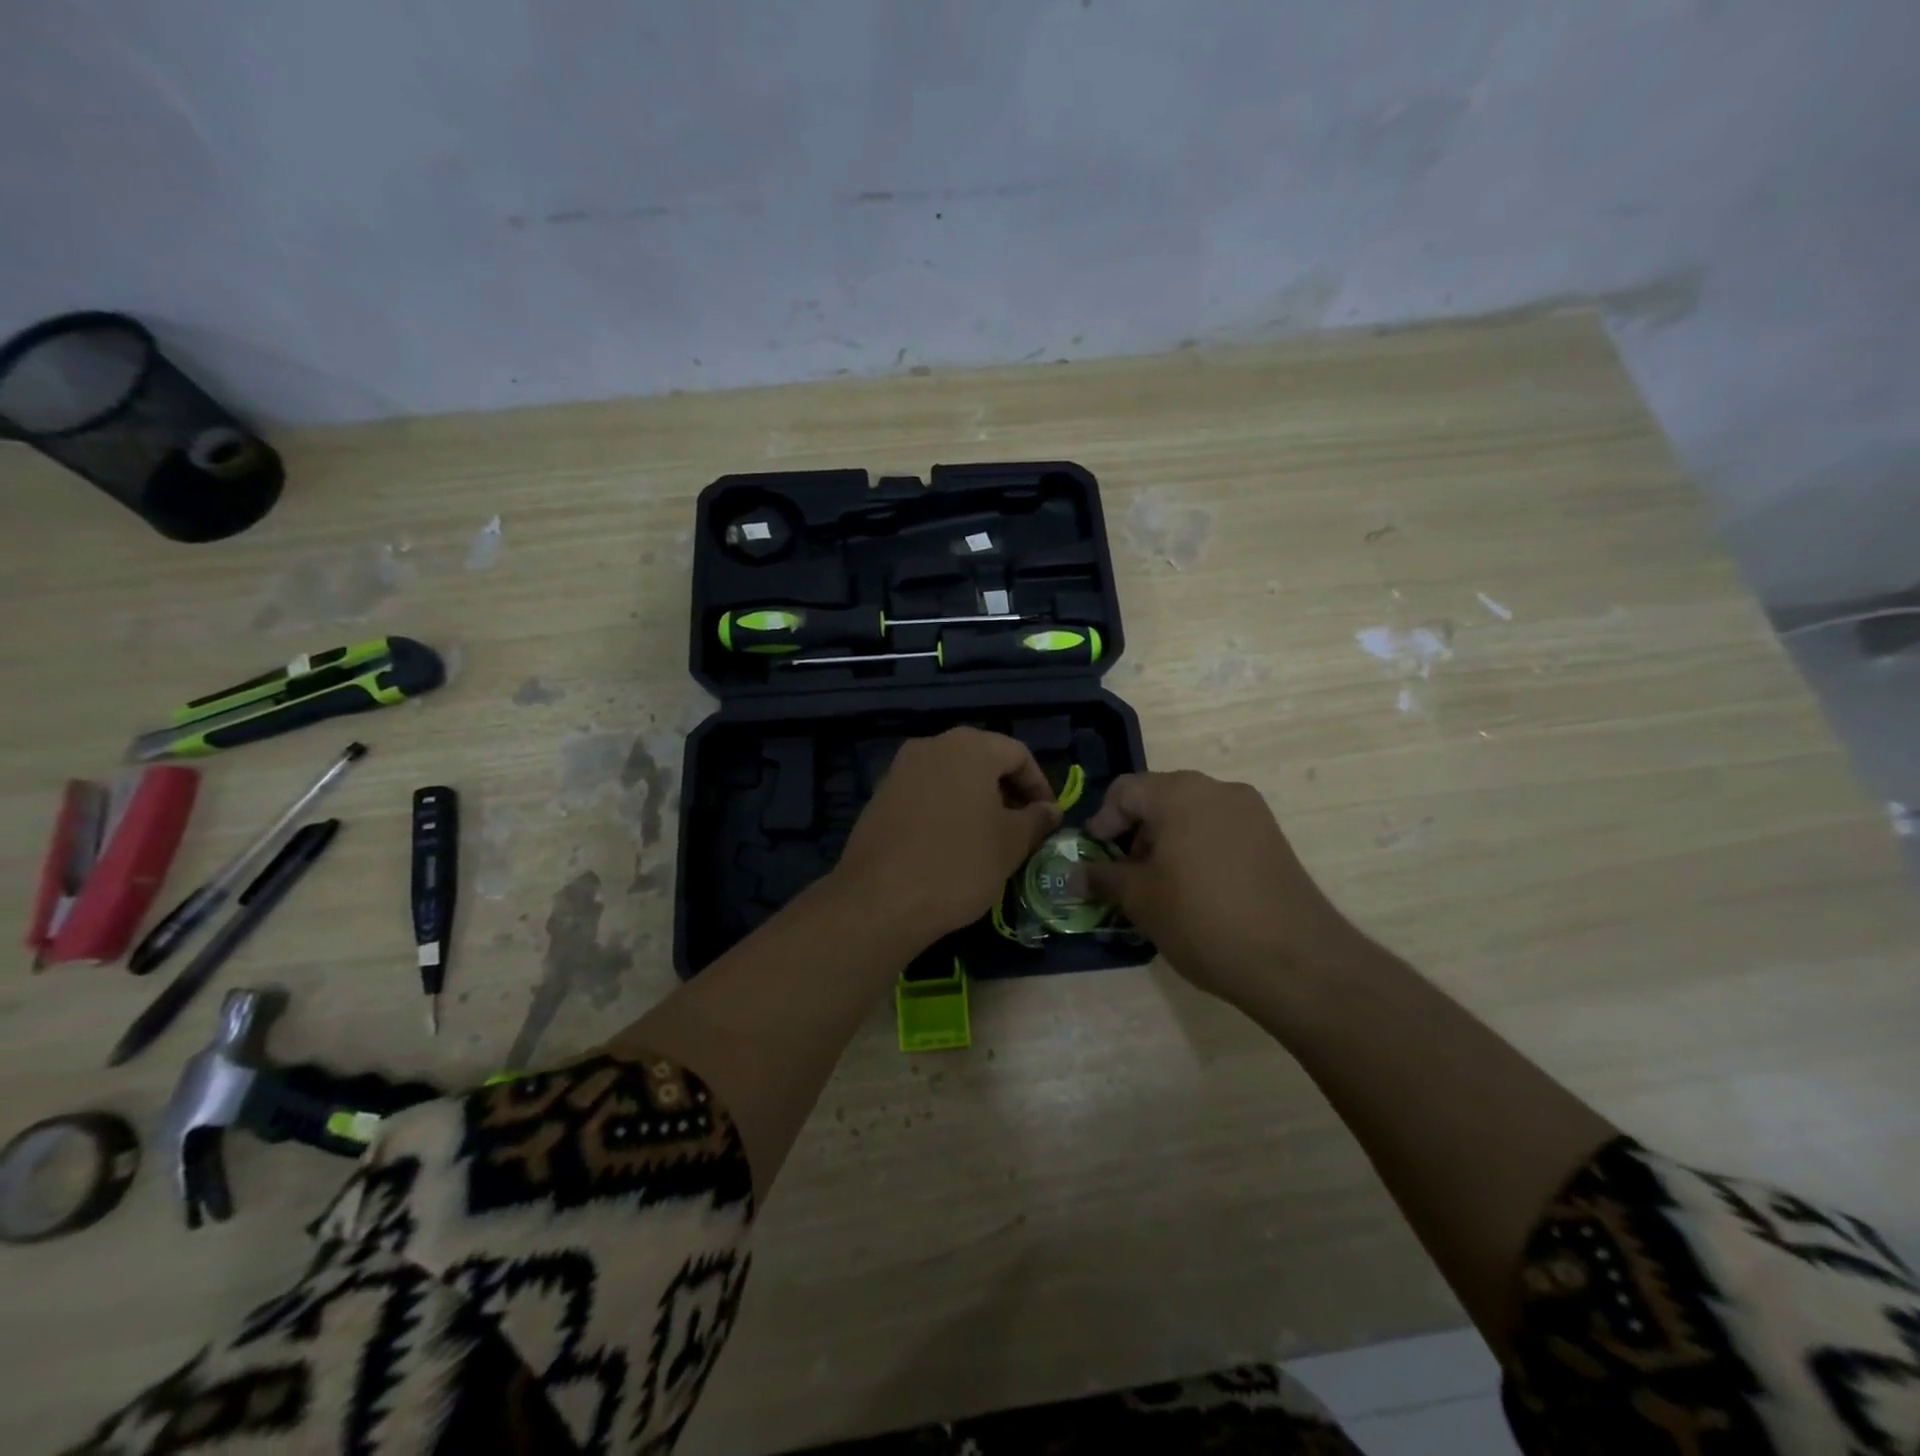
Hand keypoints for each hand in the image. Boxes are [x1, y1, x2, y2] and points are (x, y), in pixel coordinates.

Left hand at [835, 728, 1062, 942]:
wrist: (880, 899)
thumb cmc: (959, 864)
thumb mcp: (1011, 844)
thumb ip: (1036, 819)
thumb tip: (1049, 810)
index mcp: (969, 747)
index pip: (1017, 753)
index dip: (1039, 784)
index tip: (1048, 817)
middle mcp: (931, 746)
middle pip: (982, 759)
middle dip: (1006, 790)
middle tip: (1022, 826)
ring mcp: (900, 770)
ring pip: (951, 776)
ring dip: (975, 800)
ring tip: (989, 838)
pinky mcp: (879, 797)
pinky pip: (924, 794)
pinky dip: (945, 809)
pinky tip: (951, 844)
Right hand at [1086, 771, 1359, 1003]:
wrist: (1295, 961)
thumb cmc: (1202, 919)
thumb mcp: (1140, 899)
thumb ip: (1102, 877)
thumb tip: (1074, 874)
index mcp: (1180, 793)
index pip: (1125, 790)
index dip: (1102, 822)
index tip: (1096, 858)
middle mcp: (1217, 790)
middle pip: (1159, 798)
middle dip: (1135, 833)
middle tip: (1125, 874)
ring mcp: (1251, 813)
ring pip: (1191, 815)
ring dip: (1166, 842)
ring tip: (1159, 886)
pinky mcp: (1272, 839)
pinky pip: (1219, 831)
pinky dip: (1196, 850)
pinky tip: (1195, 891)